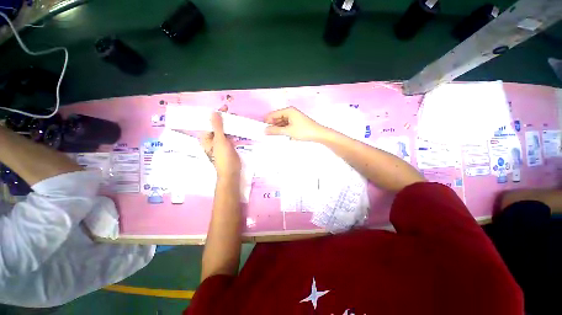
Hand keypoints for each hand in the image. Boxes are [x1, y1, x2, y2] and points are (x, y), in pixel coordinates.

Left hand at [199, 111, 240, 178]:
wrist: (231, 171)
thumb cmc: (223, 157)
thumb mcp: (220, 140)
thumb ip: (217, 127)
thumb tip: (213, 112)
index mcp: (206, 138)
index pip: (209, 122)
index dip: (216, 114)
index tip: (225, 108)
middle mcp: (212, 139)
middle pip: (217, 126)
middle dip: (224, 119)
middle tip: (233, 114)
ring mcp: (220, 142)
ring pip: (224, 130)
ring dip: (230, 125)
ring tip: (237, 119)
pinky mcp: (228, 146)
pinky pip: (230, 136)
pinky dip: (233, 131)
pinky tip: (238, 128)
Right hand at [264, 107, 326, 140]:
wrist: (318, 134)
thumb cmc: (303, 131)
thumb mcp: (288, 131)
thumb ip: (275, 131)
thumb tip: (264, 130)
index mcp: (288, 111)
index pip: (273, 114)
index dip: (267, 122)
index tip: (262, 129)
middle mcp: (290, 112)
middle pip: (277, 118)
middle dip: (272, 126)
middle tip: (267, 135)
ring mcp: (293, 117)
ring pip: (282, 123)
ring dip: (278, 129)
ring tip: (274, 136)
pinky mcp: (296, 123)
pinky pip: (286, 125)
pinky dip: (283, 130)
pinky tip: (281, 135)